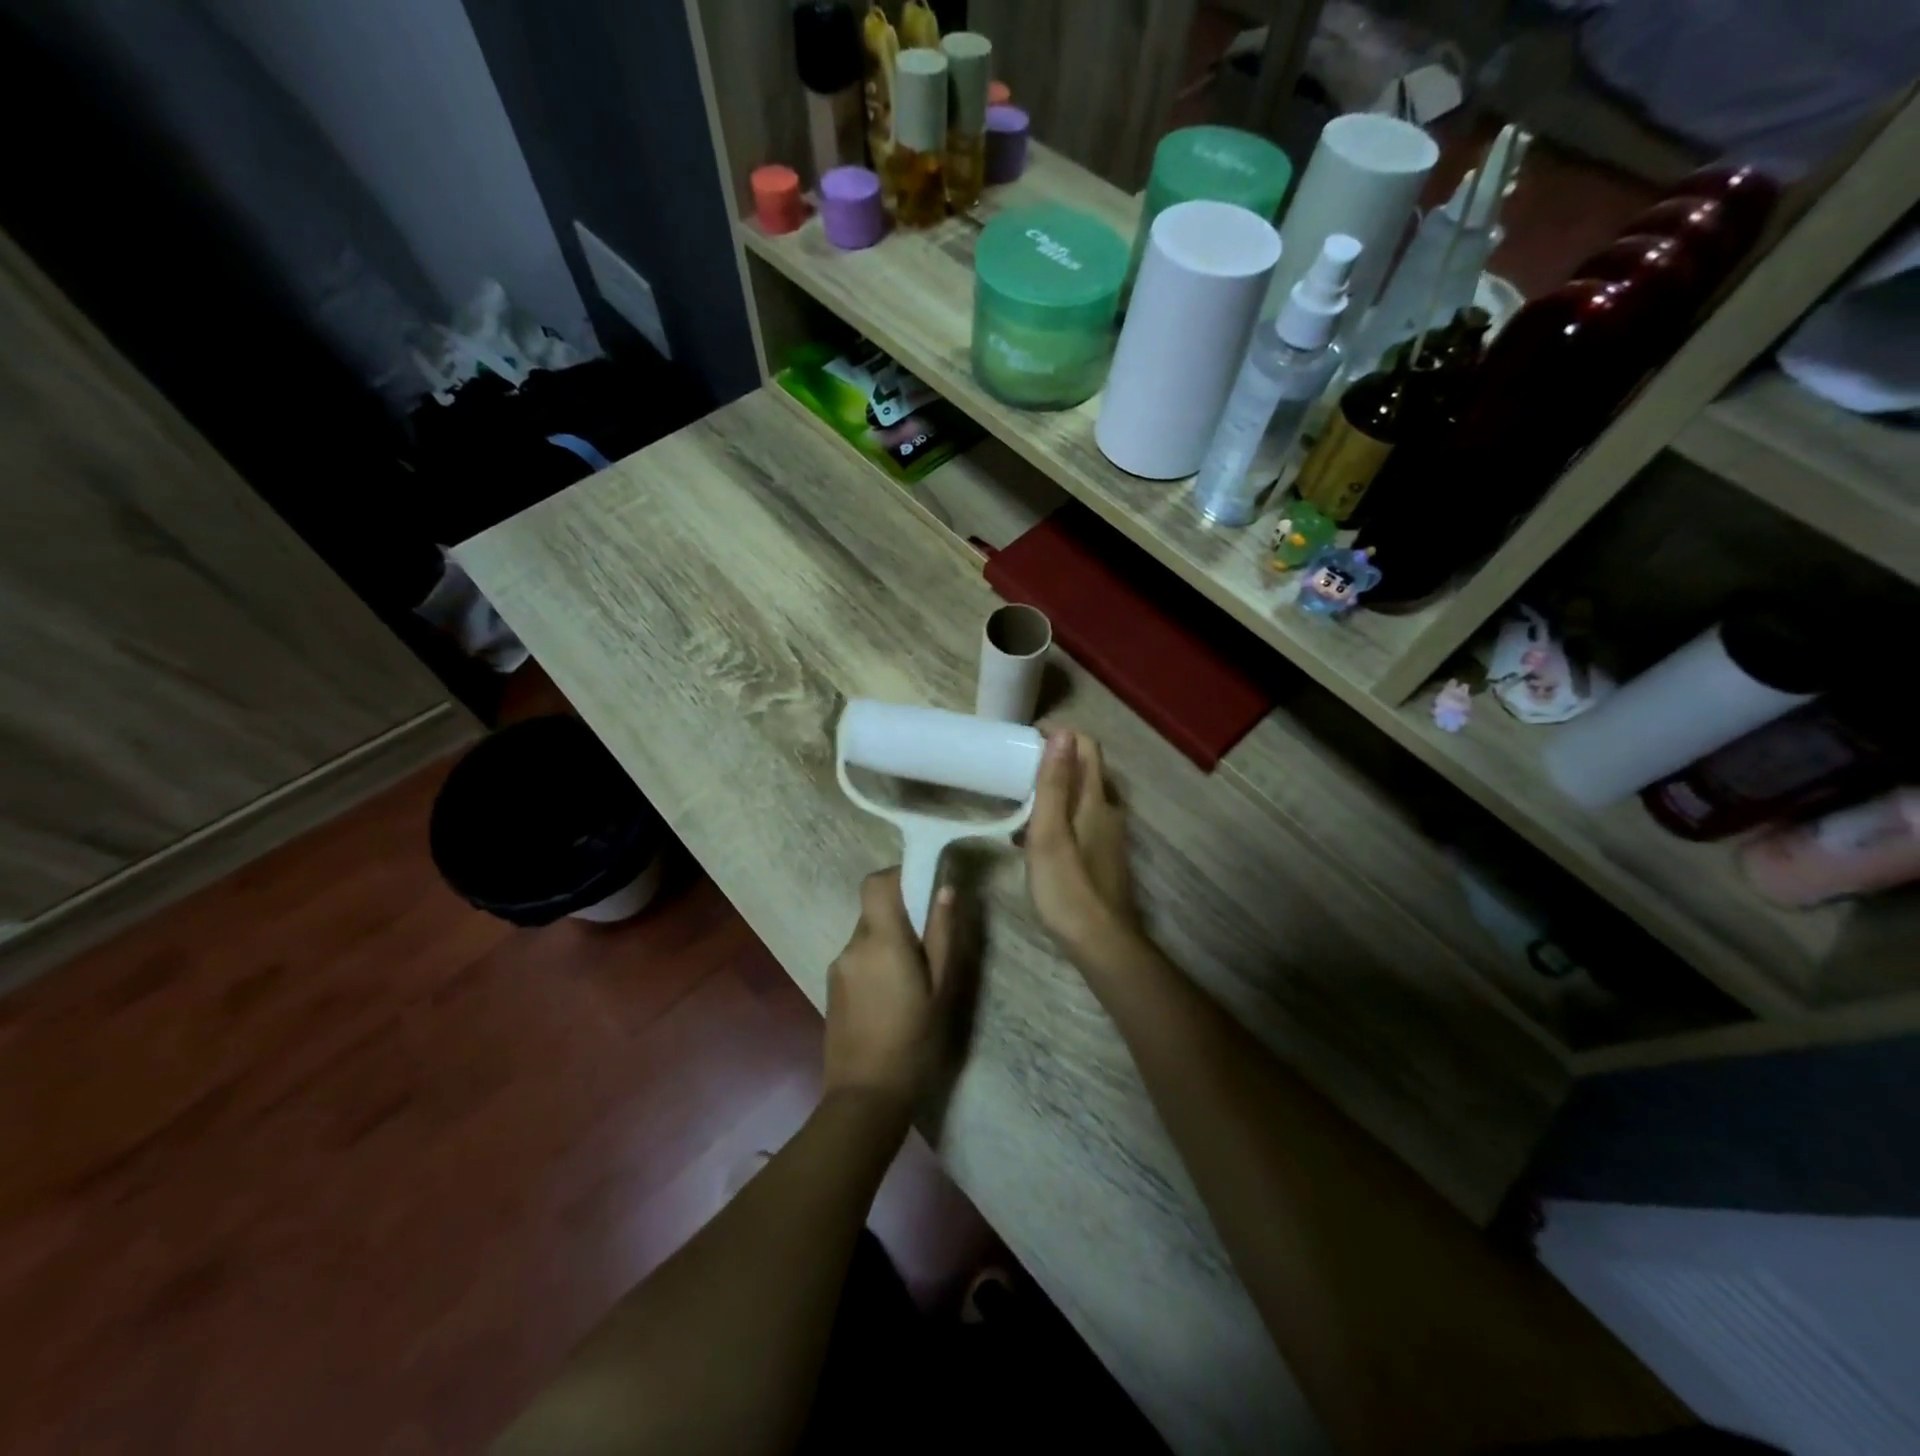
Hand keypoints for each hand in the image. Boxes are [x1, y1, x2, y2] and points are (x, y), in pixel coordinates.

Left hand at [823, 868, 956, 1110]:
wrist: (865, 1097)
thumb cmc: (914, 1041)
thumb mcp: (941, 988)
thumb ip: (942, 934)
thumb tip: (944, 888)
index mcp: (881, 940)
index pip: (875, 883)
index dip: (897, 876)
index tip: (923, 888)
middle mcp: (853, 946)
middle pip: (874, 909)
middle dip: (901, 915)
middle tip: (929, 943)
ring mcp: (838, 967)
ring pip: (867, 934)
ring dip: (889, 941)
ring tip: (914, 978)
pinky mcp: (831, 988)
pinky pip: (858, 958)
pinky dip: (876, 961)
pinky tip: (893, 997)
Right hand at [1026, 730, 1140, 962]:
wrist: (1101, 942)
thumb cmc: (1068, 887)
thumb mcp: (1050, 833)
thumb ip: (1054, 784)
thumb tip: (1062, 733)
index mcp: (1096, 800)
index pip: (1086, 748)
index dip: (1059, 735)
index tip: (1025, 739)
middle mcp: (1108, 811)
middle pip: (1085, 770)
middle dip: (1053, 761)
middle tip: (1015, 769)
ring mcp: (1108, 835)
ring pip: (1081, 798)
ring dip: (1053, 791)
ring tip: (1017, 802)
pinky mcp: (1103, 856)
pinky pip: (1079, 821)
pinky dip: (1057, 817)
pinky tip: (1033, 839)